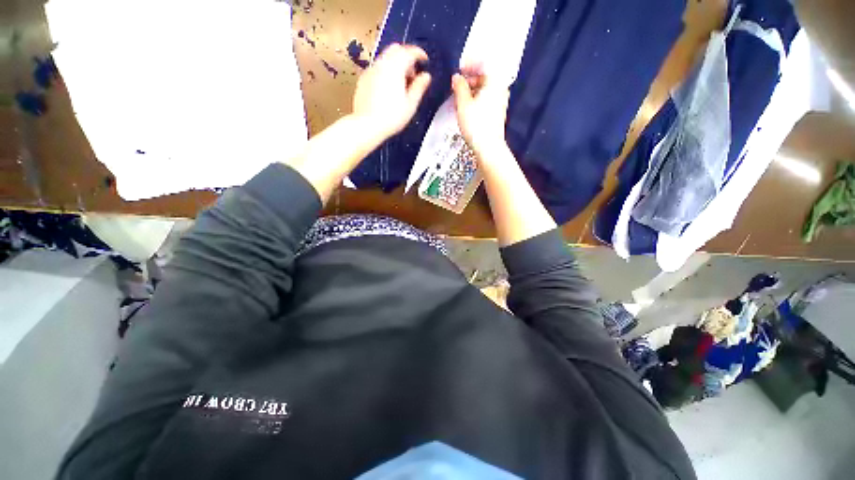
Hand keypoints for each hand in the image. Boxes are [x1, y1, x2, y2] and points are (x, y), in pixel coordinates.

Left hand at [352, 44, 431, 140]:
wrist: (367, 125)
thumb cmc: (392, 117)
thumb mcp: (410, 104)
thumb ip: (419, 87)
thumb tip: (426, 76)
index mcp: (395, 67)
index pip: (409, 51)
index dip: (419, 54)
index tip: (425, 61)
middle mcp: (381, 64)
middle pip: (396, 49)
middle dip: (406, 57)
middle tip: (412, 75)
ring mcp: (370, 70)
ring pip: (385, 58)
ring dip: (396, 65)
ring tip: (401, 85)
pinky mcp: (363, 79)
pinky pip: (377, 68)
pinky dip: (386, 72)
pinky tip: (388, 89)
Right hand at [452, 65, 509, 157]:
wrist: (488, 147)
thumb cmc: (476, 124)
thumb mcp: (463, 103)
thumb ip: (459, 87)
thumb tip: (457, 78)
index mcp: (495, 81)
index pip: (483, 64)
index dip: (470, 65)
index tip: (459, 69)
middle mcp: (501, 89)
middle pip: (484, 78)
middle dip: (469, 81)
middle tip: (456, 87)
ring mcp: (501, 102)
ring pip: (484, 91)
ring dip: (471, 93)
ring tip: (458, 101)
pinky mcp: (498, 113)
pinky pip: (486, 101)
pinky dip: (476, 101)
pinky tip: (466, 110)